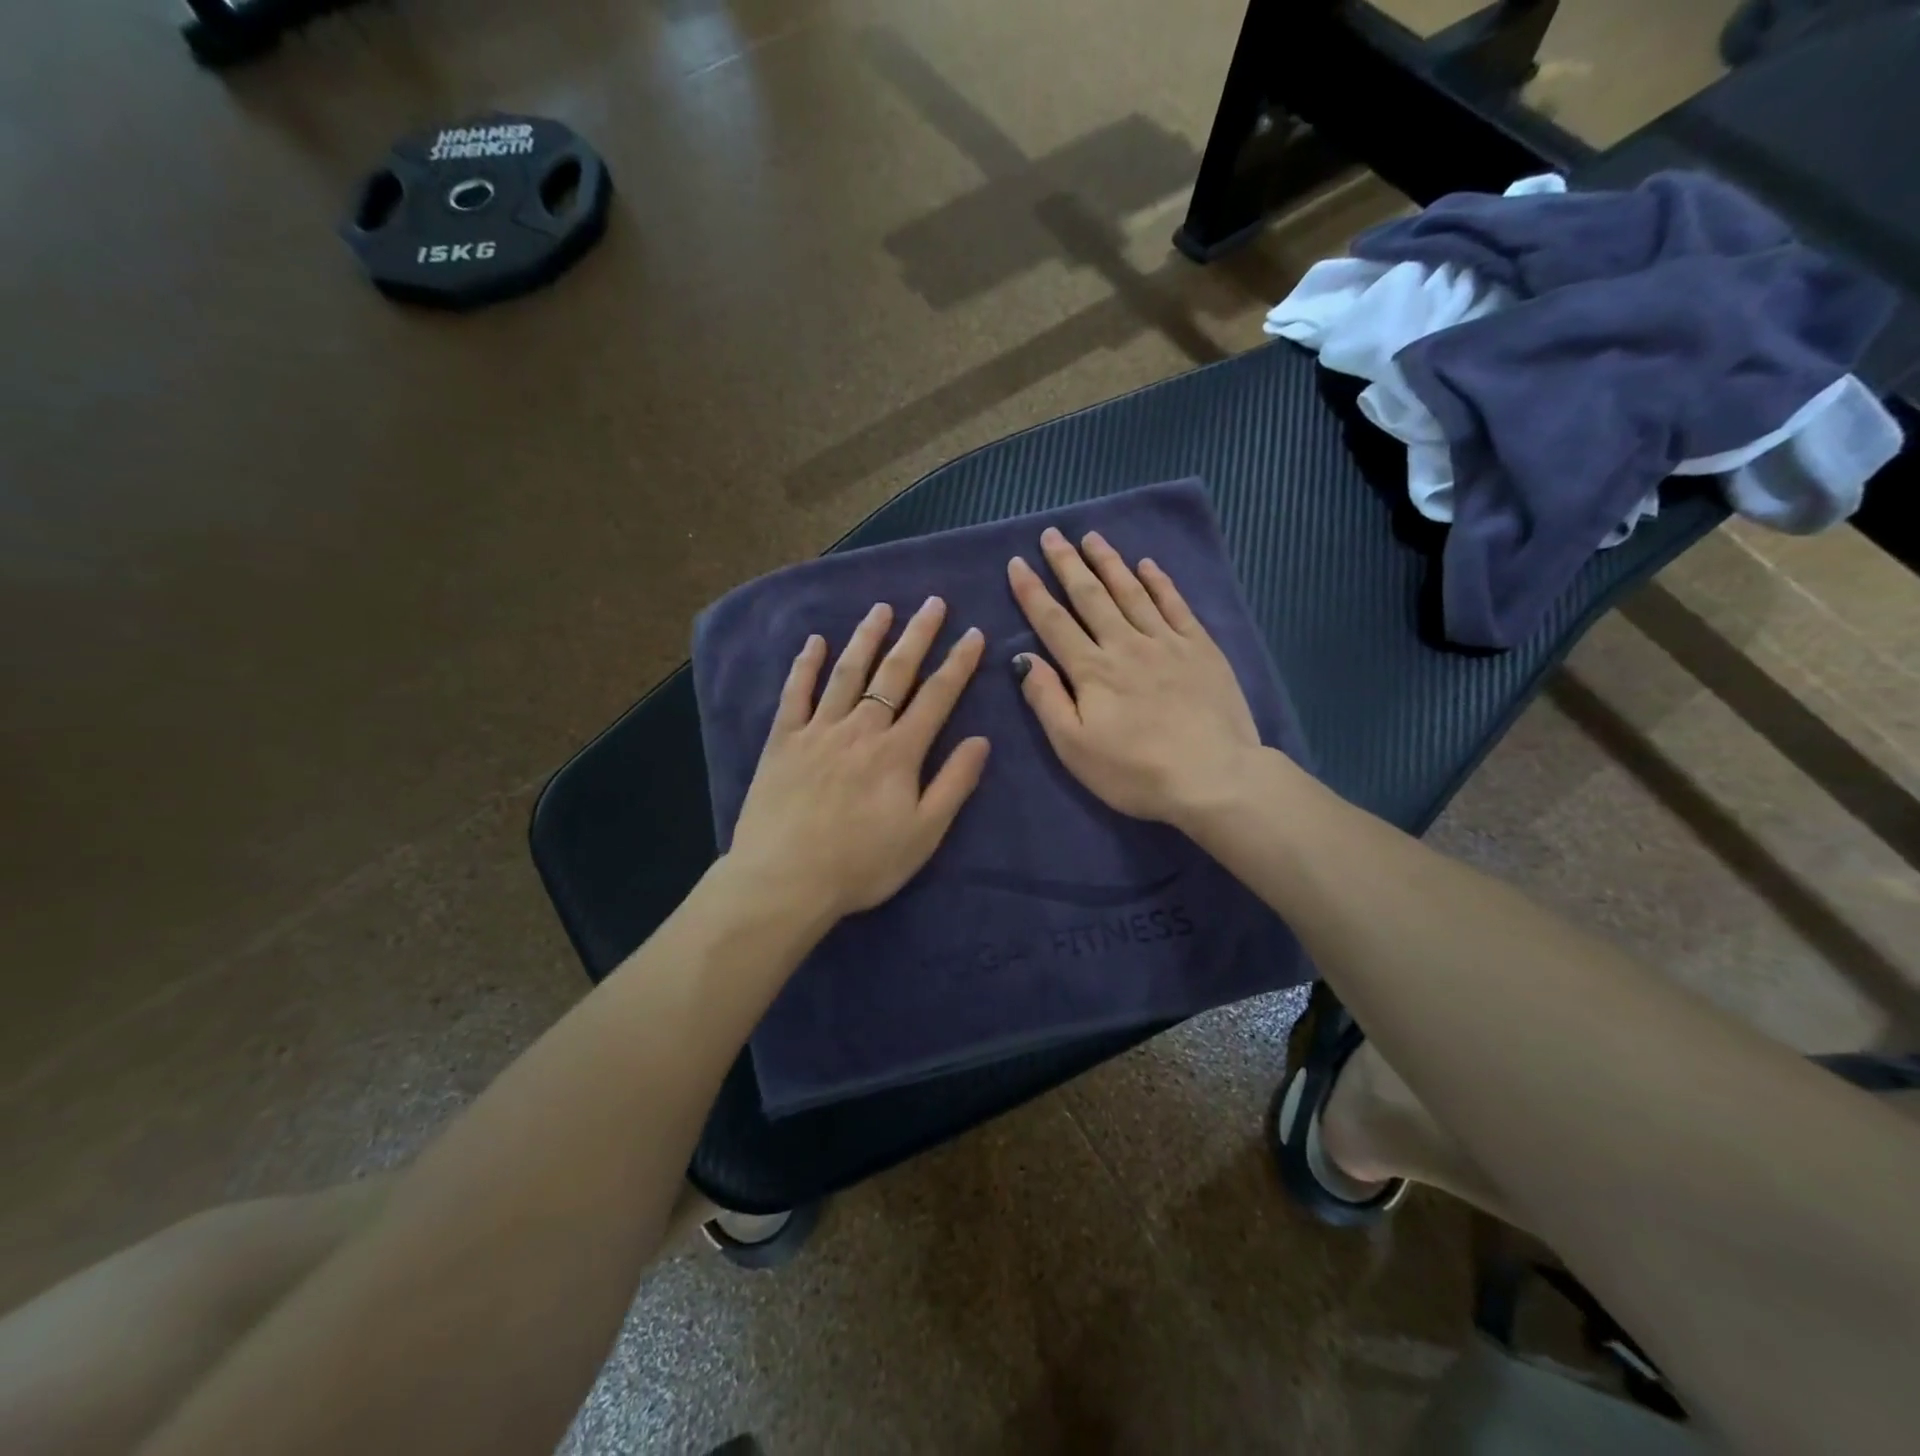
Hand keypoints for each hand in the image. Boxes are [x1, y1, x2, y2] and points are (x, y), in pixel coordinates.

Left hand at [727, 597, 990, 920]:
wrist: (785, 880)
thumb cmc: (861, 864)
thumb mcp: (923, 834)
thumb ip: (954, 784)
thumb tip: (980, 740)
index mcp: (898, 752)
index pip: (936, 697)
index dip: (958, 663)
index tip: (973, 633)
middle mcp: (861, 729)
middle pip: (894, 673)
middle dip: (917, 636)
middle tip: (933, 603)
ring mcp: (818, 730)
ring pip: (847, 673)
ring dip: (867, 638)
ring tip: (882, 608)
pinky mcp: (782, 741)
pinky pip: (795, 694)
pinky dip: (805, 665)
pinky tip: (814, 641)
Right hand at [1007, 527, 1261, 825]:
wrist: (1213, 778)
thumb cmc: (1135, 772)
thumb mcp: (1074, 748)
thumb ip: (1047, 700)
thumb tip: (1023, 659)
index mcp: (1091, 671)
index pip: (1053, 622)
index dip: (1032, 592)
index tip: (1017, 562)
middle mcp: (1125, 645)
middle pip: (1091, 596)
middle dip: (1068, 564)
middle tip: (1053, 534)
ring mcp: (1166, 643)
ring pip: (1132, 592)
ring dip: (1109, 563)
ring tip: (1092, 538)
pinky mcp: (1201, 649)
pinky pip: (1175, 605)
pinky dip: (1160, 582)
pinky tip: (1148, 565)